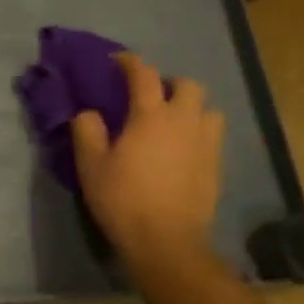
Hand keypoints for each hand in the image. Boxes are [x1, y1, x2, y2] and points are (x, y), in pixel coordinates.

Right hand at [73, 54, 223, 269]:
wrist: (167, 242)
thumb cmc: (124, 199)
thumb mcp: (91, 165)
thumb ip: (87, 131)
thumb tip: (89, 113)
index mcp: (150, 115)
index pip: (143, 74)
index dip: (130, 62)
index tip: (118, 61)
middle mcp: (183, 121)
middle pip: (188, 85)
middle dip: (169, 83)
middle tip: (151, 96)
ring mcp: (205, 144)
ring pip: (208, 109)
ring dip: (191, 108)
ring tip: (173, 122)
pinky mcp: (216, 166)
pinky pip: (212, 136)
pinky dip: (198, 133)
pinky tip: (182, 149)